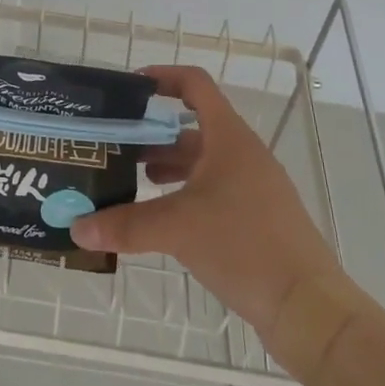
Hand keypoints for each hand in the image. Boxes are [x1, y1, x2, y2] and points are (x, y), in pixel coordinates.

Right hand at [69, 64, 345, 338]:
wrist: (308, 308)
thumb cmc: (244, 246)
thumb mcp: (177, 229)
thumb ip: (125, 225)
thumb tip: (76, 228)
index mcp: (229, 138)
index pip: (195, 85)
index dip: (163, 77)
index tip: (129, 88)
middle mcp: (242, 154)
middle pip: (192, 128)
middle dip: (152, 133)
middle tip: (114, 145)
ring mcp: (252, 187)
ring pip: (201, 162)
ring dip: (167, 166)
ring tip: (130, 180)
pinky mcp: (255, 218)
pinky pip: (212, 191)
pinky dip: (183, 193)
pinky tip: (160, 217)